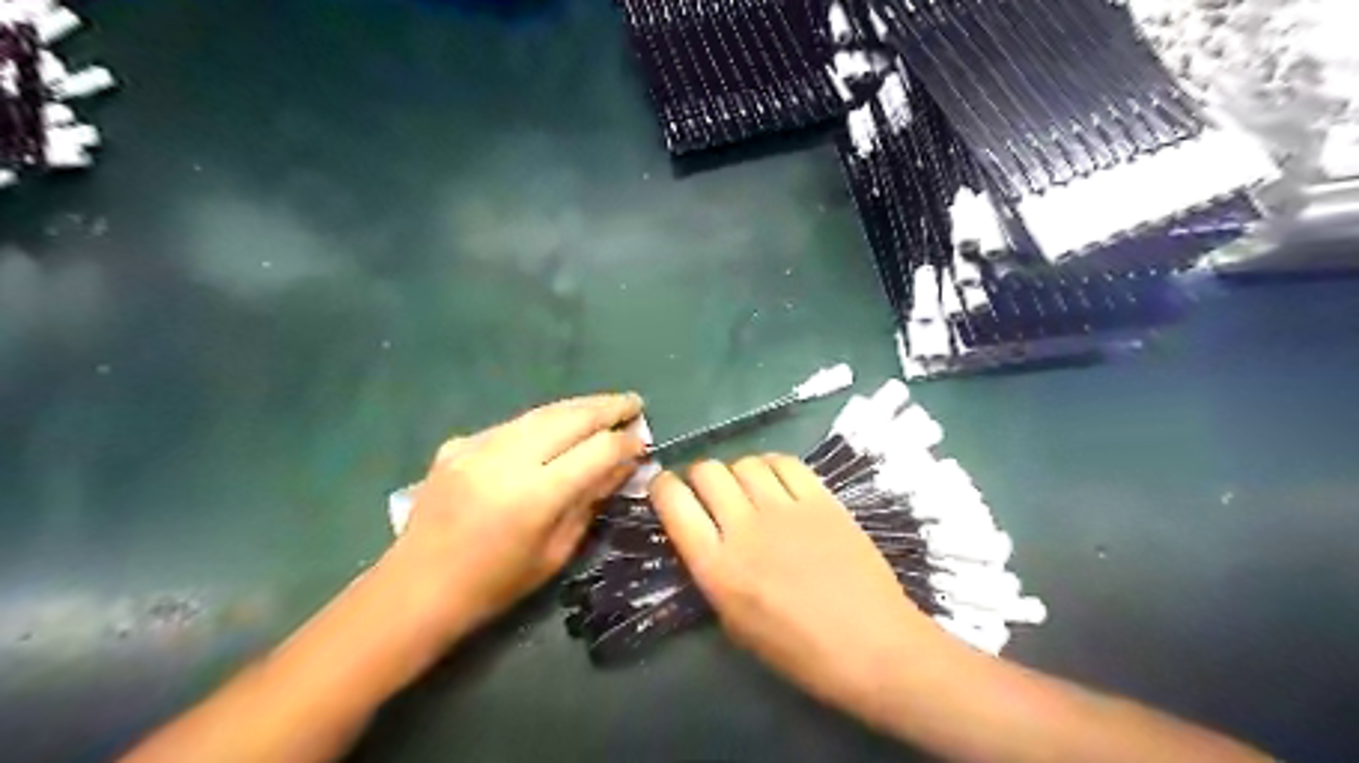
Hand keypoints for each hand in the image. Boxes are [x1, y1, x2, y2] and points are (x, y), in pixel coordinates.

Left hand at [394, 397, 645, 639]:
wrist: (418, 587)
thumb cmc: (496, 584)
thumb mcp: (557, 551)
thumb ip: (591, 501)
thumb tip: (622, 465)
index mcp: (536, 495)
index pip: (596, 451)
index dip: (625, 443)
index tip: (643, 441)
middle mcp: (508, 459)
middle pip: (571, 418)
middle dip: (608, 408)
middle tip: (634, 403)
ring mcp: (479, 446)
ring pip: (541, 412)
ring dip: (578, 407)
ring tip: (604, 406)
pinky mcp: (459, 444)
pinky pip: (513, 424)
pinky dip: (542, 422)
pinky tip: (556, 427)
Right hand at [652, 460, 940, 713]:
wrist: (873, 646)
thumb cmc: (800, 652)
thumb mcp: (736, 625)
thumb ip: (714, 575)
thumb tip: (705, 538)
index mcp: (717, 567)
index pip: (673, 502)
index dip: (662, 487)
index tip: (666, 489)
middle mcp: (744, 528)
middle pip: (707, 471)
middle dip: (699, 477)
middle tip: (710, 493)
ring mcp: (786, 509)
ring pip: (745, 462)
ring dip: (737, 471)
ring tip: (747, 489)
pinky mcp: (821, 499)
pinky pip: (785, 462)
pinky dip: (772, 466)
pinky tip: (776, 481)